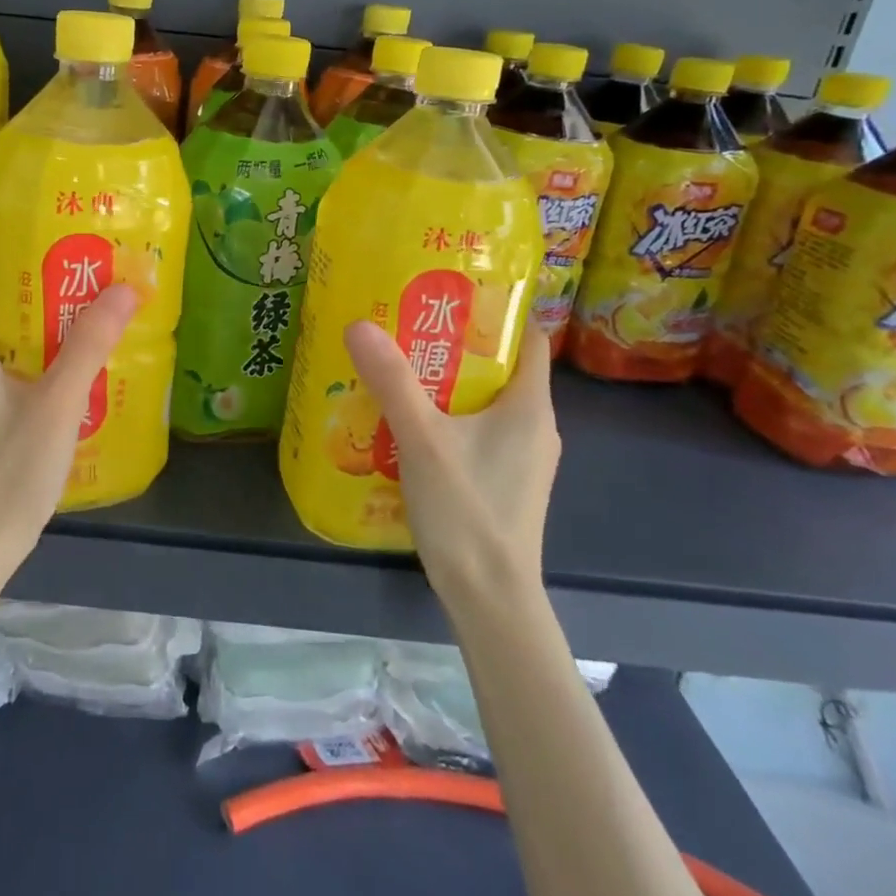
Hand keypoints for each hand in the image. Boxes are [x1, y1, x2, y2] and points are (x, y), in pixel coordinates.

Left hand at [0, 241, 139, 581]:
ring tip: (61, 321)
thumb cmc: (10, 470)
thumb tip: (126, 287)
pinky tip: (50, 377)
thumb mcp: (58, 403)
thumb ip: (90, 345)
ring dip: (10, 324)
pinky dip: (9, 357)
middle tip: (56, 279)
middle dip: (6, 286)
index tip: (14, 244)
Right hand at [343, 319, 560, 604]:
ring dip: (448, 384)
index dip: (496, 313)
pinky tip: (409, 424)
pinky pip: (478, 433)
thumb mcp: (422, 438)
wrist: (490, 599)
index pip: (529, 339)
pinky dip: (449, 418)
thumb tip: (360, 324)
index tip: (450, 296)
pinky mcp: (504, 482)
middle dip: (457, 345)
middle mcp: (535, 427)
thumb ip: (392, 380)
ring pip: (486, 403)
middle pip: (501, 369)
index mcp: (530, 406)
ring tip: (400, 369)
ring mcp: (522, 459)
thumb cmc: (467, 510)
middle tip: (407, 327)